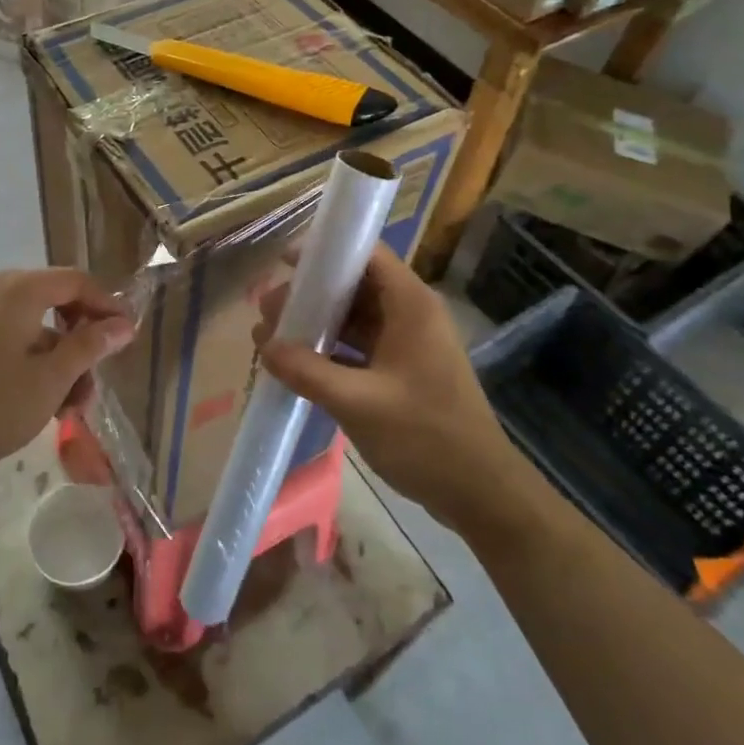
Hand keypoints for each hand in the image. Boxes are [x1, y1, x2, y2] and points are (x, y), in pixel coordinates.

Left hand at [0, 269, 135, 483]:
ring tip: (73, 405)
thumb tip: (124, 324)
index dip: (107, 306)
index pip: (77, 282)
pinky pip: (14, 339)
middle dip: (83, 340)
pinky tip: (45, 402)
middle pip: (57, 301)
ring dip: (61, 360)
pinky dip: (36, 362)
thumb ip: (90, 345)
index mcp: (20, 290)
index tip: (127, 337)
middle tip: (98, 376)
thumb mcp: (52, 377)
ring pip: (37, 326)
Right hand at [254, 247, 511, 524]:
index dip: (325, 252)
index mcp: (410, 305)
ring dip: (316, 323)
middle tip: (267, 310)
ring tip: (271, 337)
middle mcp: (410, 314)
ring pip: (355, 317)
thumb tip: (264, 346)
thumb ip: (307, 371)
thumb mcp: (358, 402)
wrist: (480, 492)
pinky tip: (298, 364)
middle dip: (310, 294)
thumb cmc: (425, 436)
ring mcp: (408, 344)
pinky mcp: (403, 370)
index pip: (366, 254)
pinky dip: (330, 349)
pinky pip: (360, 346)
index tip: (283, 264)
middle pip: (355, 285)